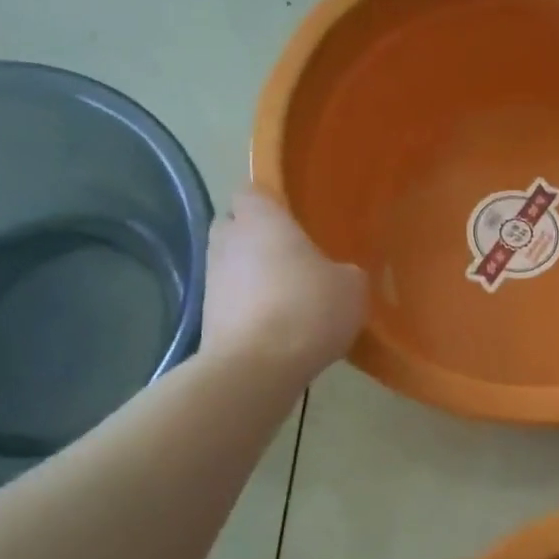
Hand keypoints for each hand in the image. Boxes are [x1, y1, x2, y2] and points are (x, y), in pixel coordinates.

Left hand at [200, 190, 365, 371]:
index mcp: (260, 219)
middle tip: (291, 256)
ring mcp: (211, 279)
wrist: (258, 367)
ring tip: (288, 298)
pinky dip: (249, 309)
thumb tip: (338, 275)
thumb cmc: (308, 308)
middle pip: (235, 226)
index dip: (270, 202)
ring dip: (252, 276)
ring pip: (232, 265)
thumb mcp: (352, 286)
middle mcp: (227, 240)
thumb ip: (345, 271)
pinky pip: (231, 301)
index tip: (293, 218)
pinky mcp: (206, 317)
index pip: (251, 191)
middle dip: (257, 237)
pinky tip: (278, 328)